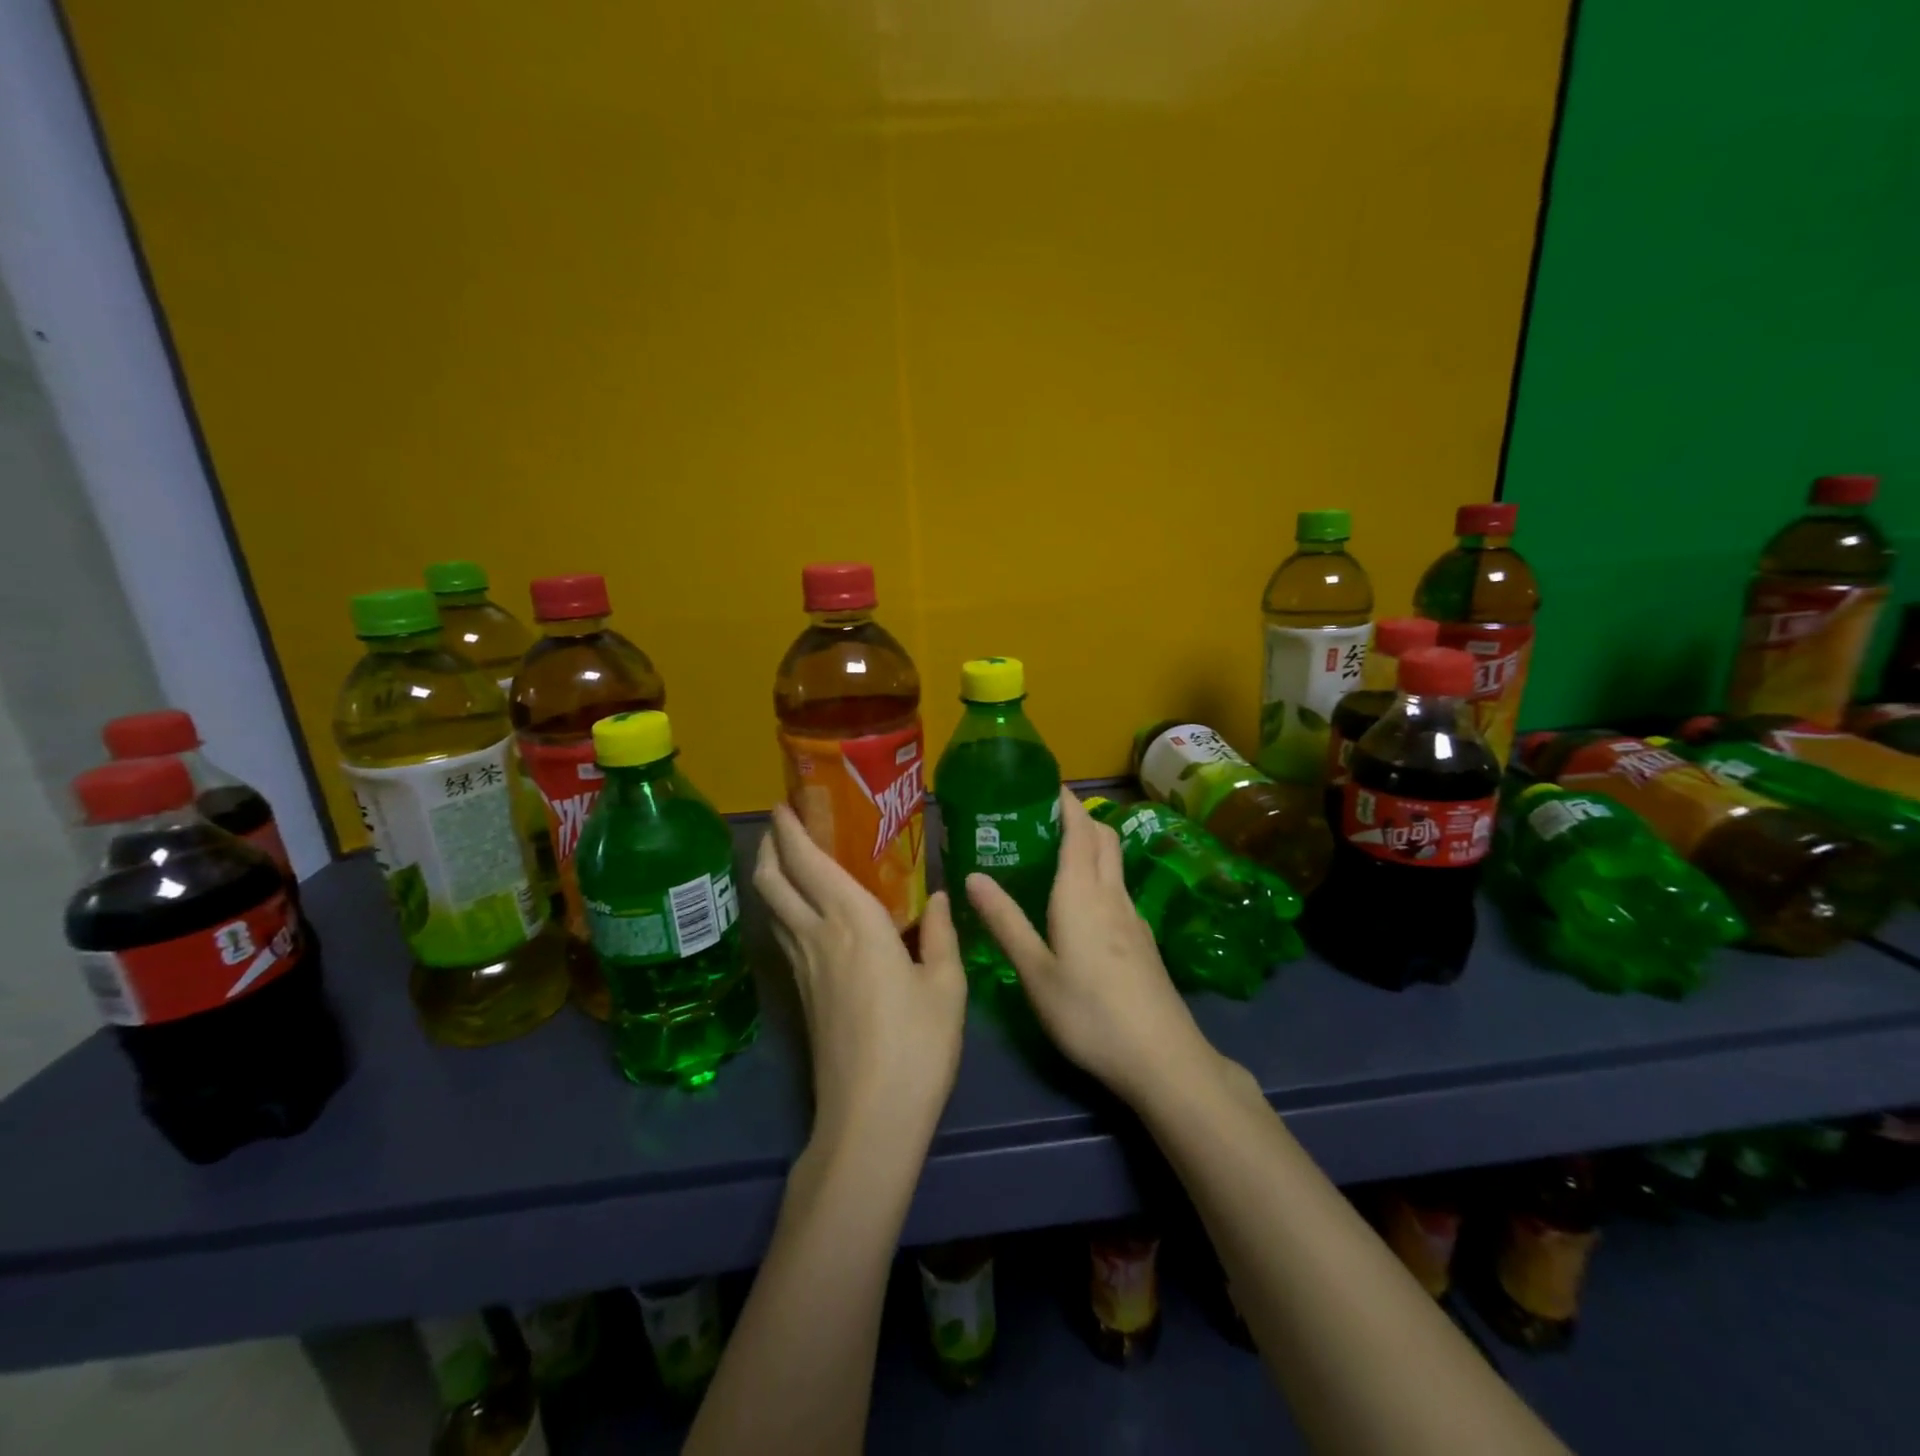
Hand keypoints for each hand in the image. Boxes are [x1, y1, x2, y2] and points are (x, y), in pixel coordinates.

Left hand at [754, 805, 967, 1153]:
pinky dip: (782, 907)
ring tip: (788, 857)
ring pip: (772, 907)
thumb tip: (939, 897)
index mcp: (854, 923)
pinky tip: (803, 912)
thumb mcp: (946, 986)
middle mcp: (818, 936)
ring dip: (771, 875)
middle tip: (783, 822)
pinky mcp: (800, 994)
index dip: (792, 830)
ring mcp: (802, 967)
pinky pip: (783, 933)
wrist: (869, 1118)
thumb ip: (940, 934)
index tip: (786, 802)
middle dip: (770, 845)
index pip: (810, 863)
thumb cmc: (917, 1045)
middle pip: (774, 881)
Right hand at [966, 790, 1217, 1106]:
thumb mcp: (1035, 972)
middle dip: (1079, 817)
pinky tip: (1082, 901)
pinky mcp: (1143, 939)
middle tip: (1044, 815)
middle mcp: (1112, 895)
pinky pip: (1119, 887)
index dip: (1065, 802)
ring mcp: (1133, 917)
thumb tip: (972, 876)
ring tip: (1057, 851)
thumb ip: (1005, 921)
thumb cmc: (1088, 1013)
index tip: (1046, 784)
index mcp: (1081, 893)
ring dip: (1092, 843)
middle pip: (1103, 838)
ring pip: (1115, 862)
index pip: (1079, 830)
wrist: (1161, 1057)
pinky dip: (1100, 873)